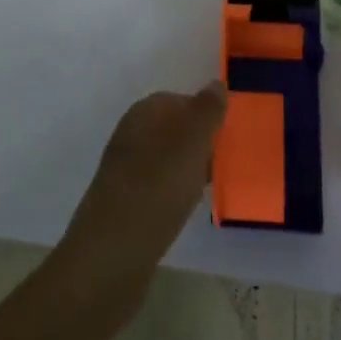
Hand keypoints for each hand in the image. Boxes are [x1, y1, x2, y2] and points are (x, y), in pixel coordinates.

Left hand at [57, 83, 226, 307]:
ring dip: (189, 169)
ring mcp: (125, 170)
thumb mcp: (190, 144)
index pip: (179, 100)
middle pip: (173, 129)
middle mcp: (131, 135)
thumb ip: (206, 111)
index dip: (205, 115)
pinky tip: (188, 208)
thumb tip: (216, 83)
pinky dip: (176, 192)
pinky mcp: (126, 203)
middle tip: (226, 162)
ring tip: (212, 186)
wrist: (111, 256)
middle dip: (200, 143)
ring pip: (167, 159)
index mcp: (143, 114)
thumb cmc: (155, 189)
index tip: (229, 136)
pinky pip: (159, 186)